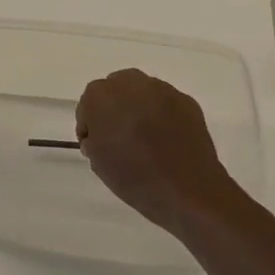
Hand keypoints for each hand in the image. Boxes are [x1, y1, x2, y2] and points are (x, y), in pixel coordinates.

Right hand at [76, 69, 239, 231]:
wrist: (186, 190)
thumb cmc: (134, 177)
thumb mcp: (97, 162)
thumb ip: (93, 139)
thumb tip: (102, 135)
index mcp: (101, 97)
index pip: (88, 104)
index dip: (90, 124)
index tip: (95, 144)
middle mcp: (131, 84)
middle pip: (115, 89)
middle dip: (114, 108)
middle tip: (118, 135)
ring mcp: (162, 90)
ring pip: (142, 92)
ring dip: (138, 108)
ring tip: (144, 137)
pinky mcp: (186, 101)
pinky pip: (165, 103)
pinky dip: (161, 115)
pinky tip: (165, 138)